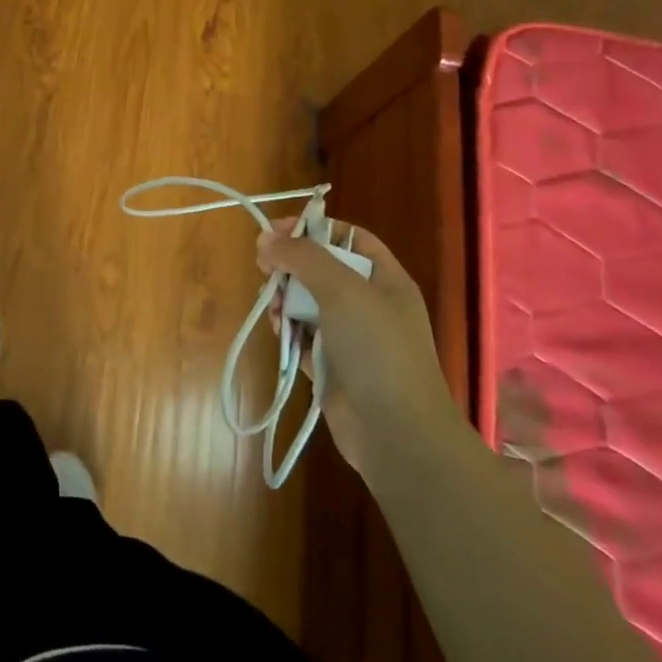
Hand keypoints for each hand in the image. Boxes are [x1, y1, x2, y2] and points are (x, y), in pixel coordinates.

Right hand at [257, 218, 457, 475]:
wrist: (397, 434)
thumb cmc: (377, 350)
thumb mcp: (343, 290)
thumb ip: (304, 257)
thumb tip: (266, 239)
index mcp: (386, 280)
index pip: (349, 238)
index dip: (313, 228)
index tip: (275, 231)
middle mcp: (370, 305)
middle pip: (323, 269)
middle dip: (291, 266)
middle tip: (264, 269)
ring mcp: (352, 338)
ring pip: (308, 303)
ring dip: (285, 299)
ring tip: (272, 308)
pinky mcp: (333, 367)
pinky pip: (303, 336)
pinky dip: (287, 331)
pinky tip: (277, 332)